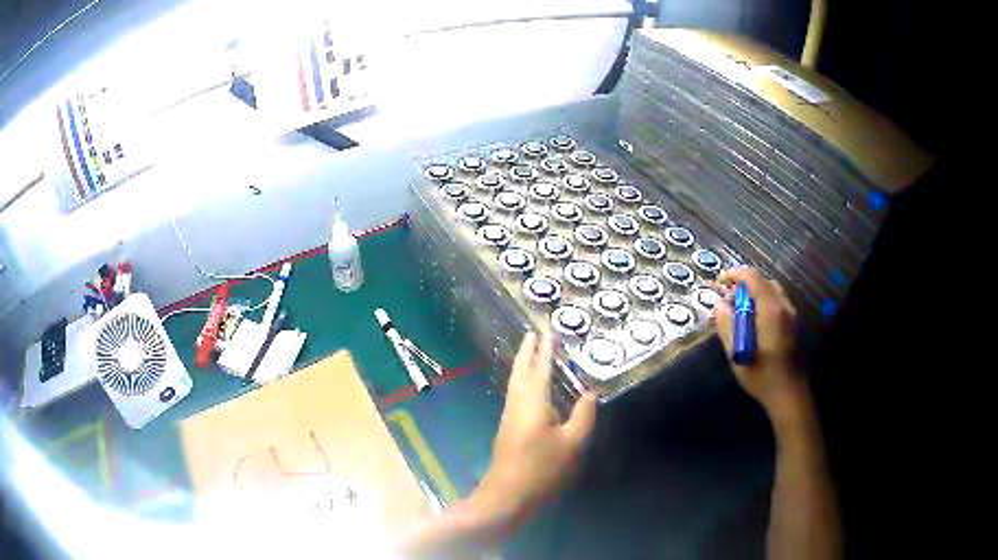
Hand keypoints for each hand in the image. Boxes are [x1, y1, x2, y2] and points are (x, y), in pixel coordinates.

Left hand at [471, 331, 597, 535]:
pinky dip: (522, 380)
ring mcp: (509, 415)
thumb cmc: (542, 468)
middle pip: (520, 370)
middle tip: (533, 333)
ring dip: (523, 364)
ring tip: (531, 352)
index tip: (547, 330)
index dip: (545, 349)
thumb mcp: (572, 443)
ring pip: (515, 382)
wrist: (507, 494)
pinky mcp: (508, 427)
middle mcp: (517, 402)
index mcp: (533, 401)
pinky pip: (516, 393)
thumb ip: (583, 415)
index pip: (540, 368)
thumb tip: (590, 392)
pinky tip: (529, 386)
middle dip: (527, 351)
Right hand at [714, 267, 803, 420]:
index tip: (720, 281)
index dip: (735, 274)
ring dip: (753, 293)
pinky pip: (777, 301)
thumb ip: (727, 326)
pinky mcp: (793, 323)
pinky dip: (762, 301)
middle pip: (763, 281)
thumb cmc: (762, 376)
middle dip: (743, 284)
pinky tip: (753, 321)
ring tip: (739, 310)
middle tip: (727, 300)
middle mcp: (783, 306)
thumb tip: (718, 304)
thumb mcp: (738, 354)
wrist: (789, 394)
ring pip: (771, 290)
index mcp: (770, 310)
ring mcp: (791, 314)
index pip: (753, 278)